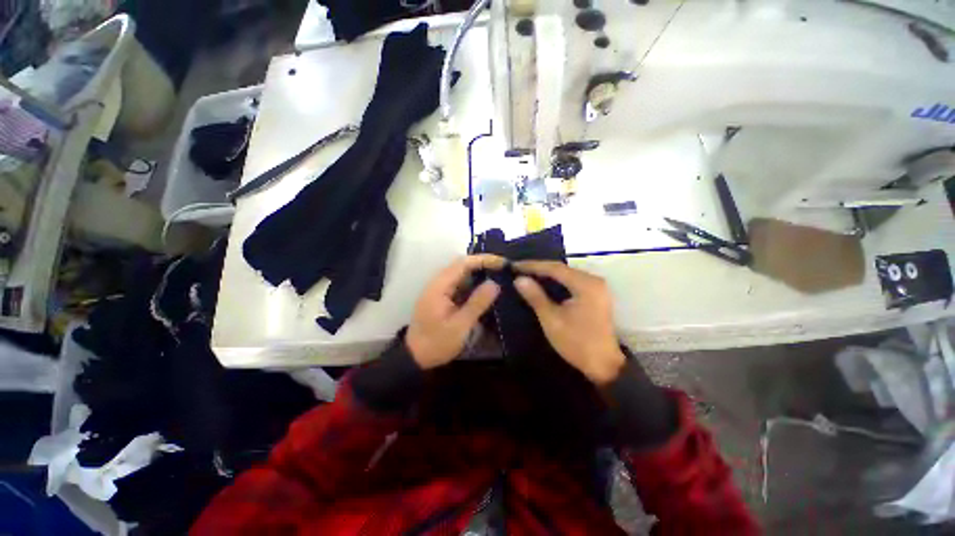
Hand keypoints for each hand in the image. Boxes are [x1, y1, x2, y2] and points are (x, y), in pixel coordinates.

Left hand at [406, 255, 504, 368]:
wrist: (415, 357)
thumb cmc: (437, 342)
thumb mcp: (460, 325)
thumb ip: (477, 303)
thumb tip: (494, 283)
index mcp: (439, 286)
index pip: (463, 263)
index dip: (484, 260)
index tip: (503, 263)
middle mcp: (438, 282)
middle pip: (462, 265)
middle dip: (483, 264)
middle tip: (504, 269)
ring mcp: (439, 289)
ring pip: (461, 274)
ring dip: (479, 273)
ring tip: (499, 276)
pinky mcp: (442, 297)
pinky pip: (460, 284)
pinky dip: (474, 283)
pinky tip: (485, 289)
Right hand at [514, 261, 625, 385]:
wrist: (605, 365)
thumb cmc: (576, 342)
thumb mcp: (551, 319)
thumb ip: (535, 296)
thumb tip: (519, 279)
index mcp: (585, 284)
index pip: (555, 268)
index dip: (533, 265)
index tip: (514, 266)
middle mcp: (594, 280)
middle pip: (562, 269)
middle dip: (539, 268)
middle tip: (518, 270)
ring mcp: (597, 287)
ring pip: (567, 274)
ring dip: (547, 274)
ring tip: (527, 275)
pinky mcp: (596, 294)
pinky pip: (572, 282)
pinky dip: (557, 282)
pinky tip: (544, 284)